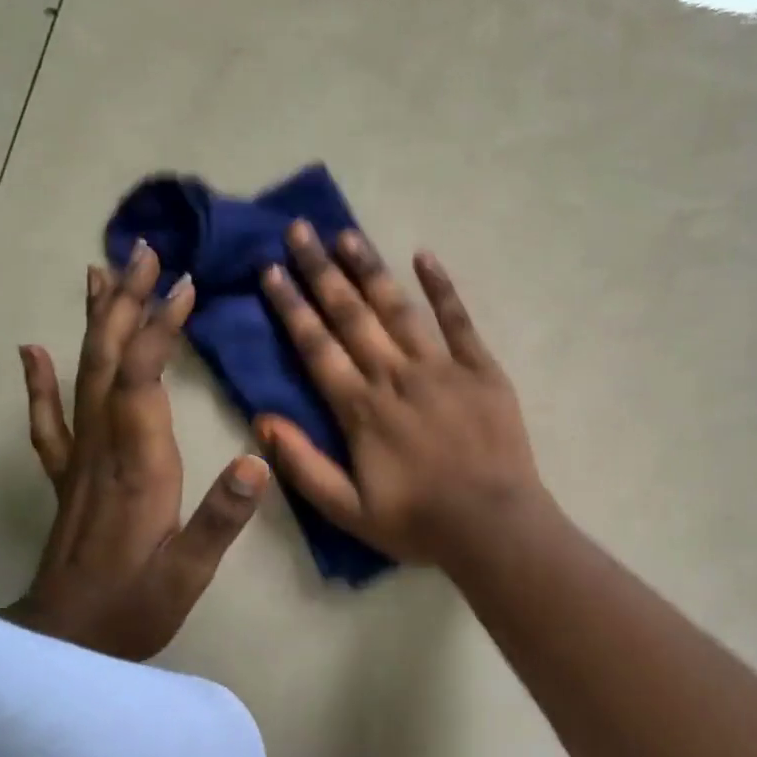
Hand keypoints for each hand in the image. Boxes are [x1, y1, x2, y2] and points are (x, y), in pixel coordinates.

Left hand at [1, 244, 270, 660]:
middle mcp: (103, 448)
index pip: (142, 377)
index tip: (184, 285)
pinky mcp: (67, 475)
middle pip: (108, 360)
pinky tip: (34, 350)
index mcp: (137, 464)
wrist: (62, 645)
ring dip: (95, 322)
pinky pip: (50, 418)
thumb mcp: (188, 573)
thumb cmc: (132, 608)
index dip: (160, 328)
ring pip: (82, 375)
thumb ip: (221, 518)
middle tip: (143, 253)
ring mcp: (79, 459)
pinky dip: (42, 380)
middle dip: (127, 303)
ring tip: (101, 274)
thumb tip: (257, 461)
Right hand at [255, 221, 547, 565]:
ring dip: (369, 268)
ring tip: (346, 234)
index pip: (316, 346)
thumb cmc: (419, 522)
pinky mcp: (480, 368)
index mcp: (361, 409)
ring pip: (397, 308)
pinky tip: (423, 256)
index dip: (291, 306)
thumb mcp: (348, 511)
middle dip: (321, 271)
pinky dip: (440, 287)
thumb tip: (262, 420)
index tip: (271, 269)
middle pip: (351, 314)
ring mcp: (441, 367)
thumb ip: (303, 465)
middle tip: (300, 230)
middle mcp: (395, 376)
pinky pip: (457, 320)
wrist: (494, 526)